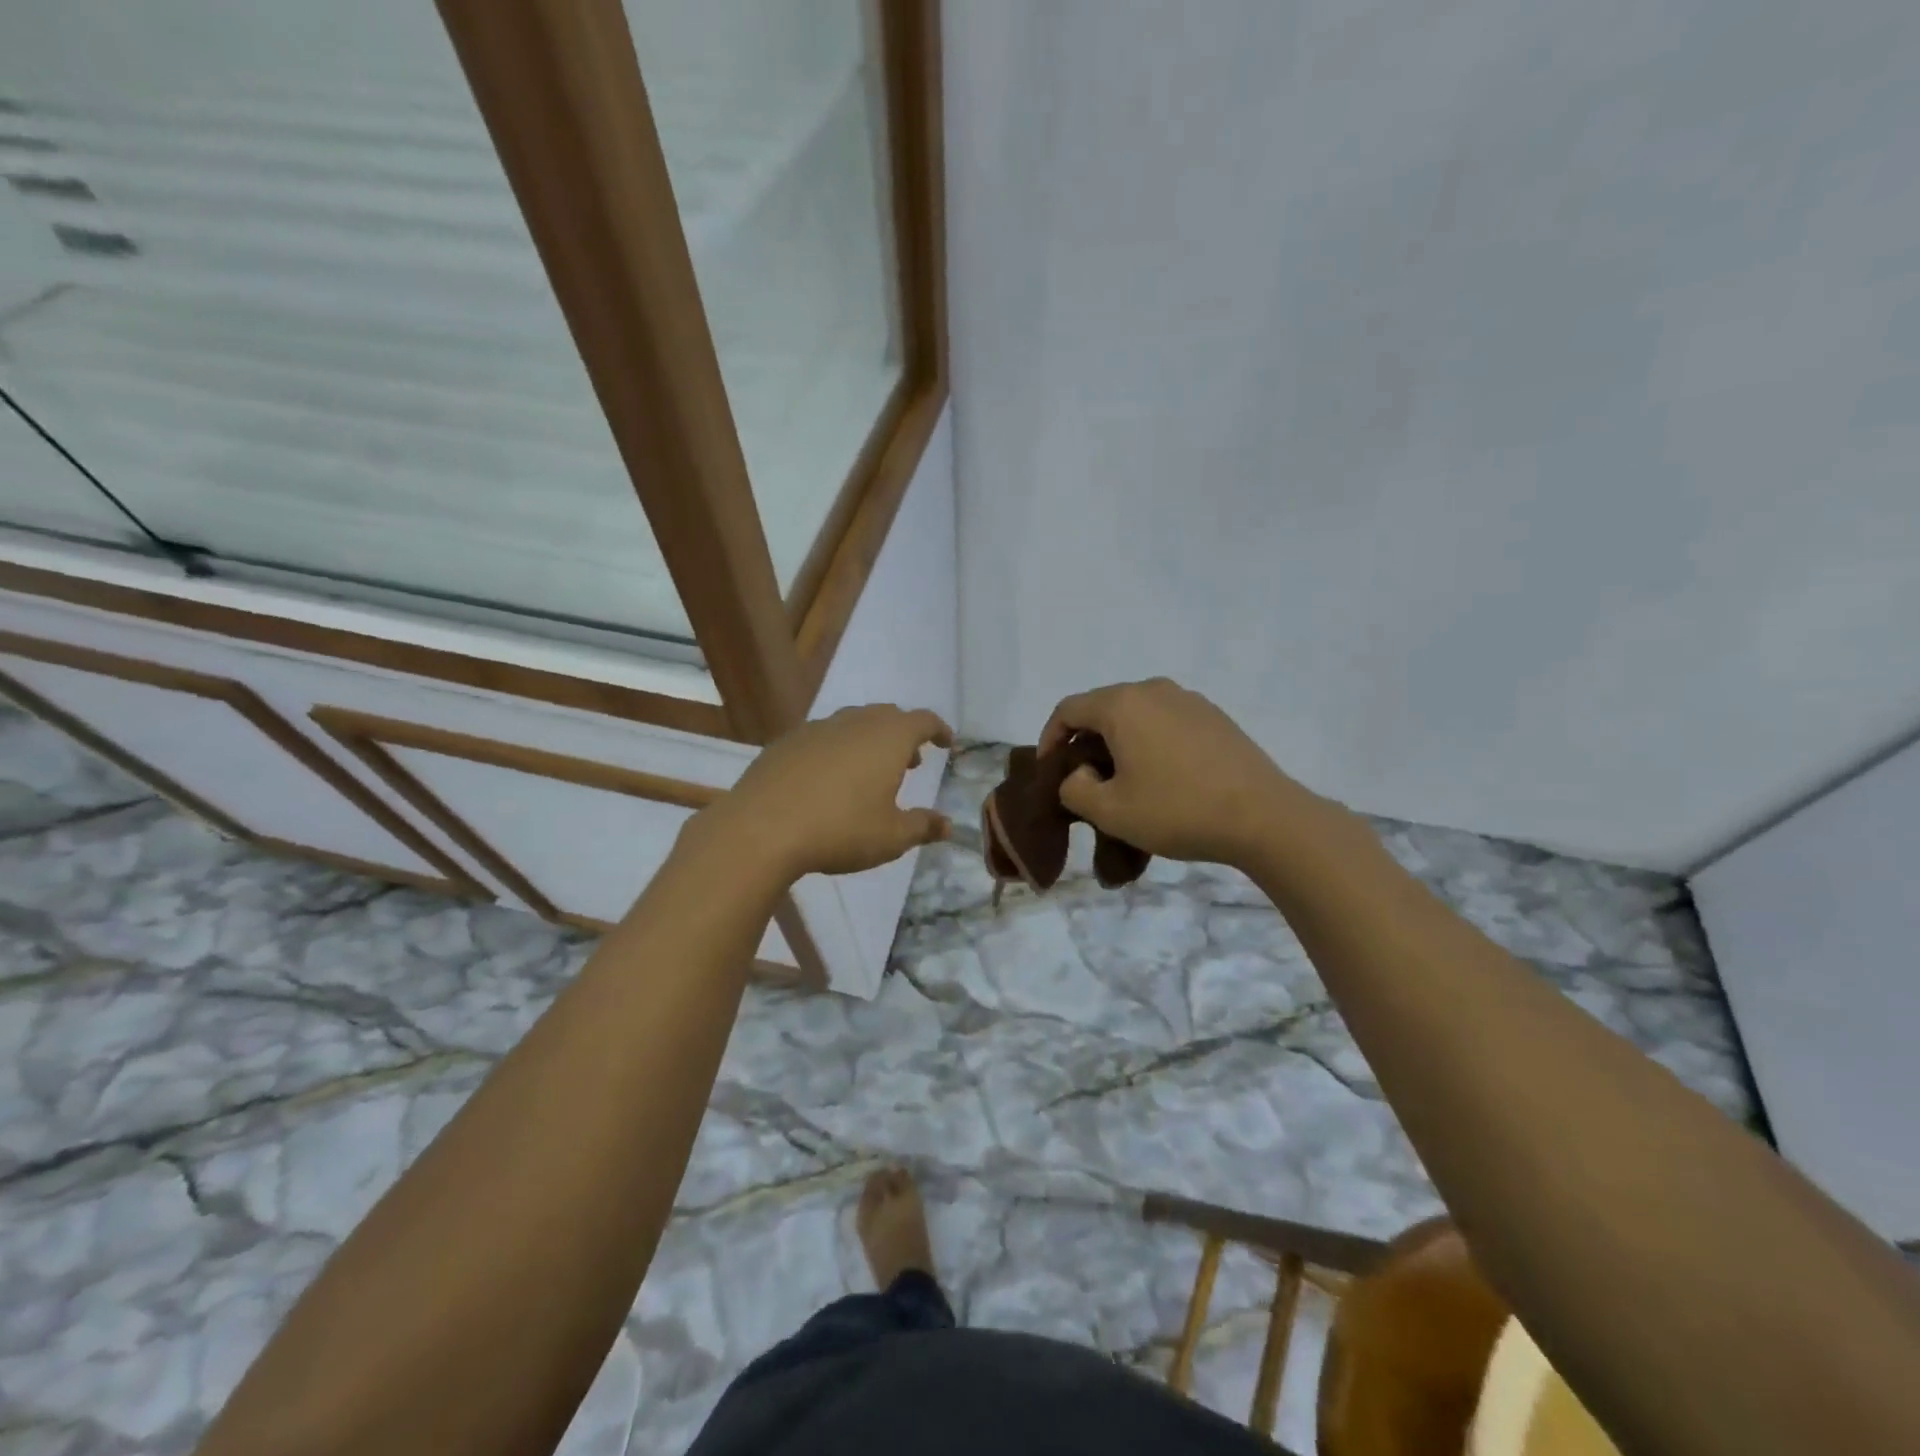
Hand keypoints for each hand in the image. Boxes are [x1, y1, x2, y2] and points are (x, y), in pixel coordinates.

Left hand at [712, 704, 953, 879]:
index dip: (939, 730)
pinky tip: (829, 779)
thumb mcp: (891, 837)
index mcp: (888, 738)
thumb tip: (947, 825)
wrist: (761, 829)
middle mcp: (854, 723)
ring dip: (870, 740)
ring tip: (871, 772)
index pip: (923, 721)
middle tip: (912, 762)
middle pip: (887, 716)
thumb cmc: (840, 830)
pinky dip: (837, 750)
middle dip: (904, 735)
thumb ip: (922, 826)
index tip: (947, 743)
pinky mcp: (786, 742)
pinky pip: (823, 737)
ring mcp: (816, 729)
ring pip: (853, 723)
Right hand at [1039, 678, 1311, 867]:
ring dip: (1119, 743)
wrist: (1263, 817)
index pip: (1068, 709)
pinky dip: (1151, 743)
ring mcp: (1190, 701)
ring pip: (1137, 715)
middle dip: (1085, 741)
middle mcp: (1154, 690)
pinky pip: (1167, 722)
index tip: (1049, 771)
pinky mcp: (1215, 717)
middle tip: (1084, 780)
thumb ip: (1074, 788)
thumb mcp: (1109, 811)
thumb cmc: (1176, 810)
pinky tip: (1162, 778)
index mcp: (1122, 704)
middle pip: (1103, 708)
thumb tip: (1080, 774)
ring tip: (1123, 781)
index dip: (1049, 738)